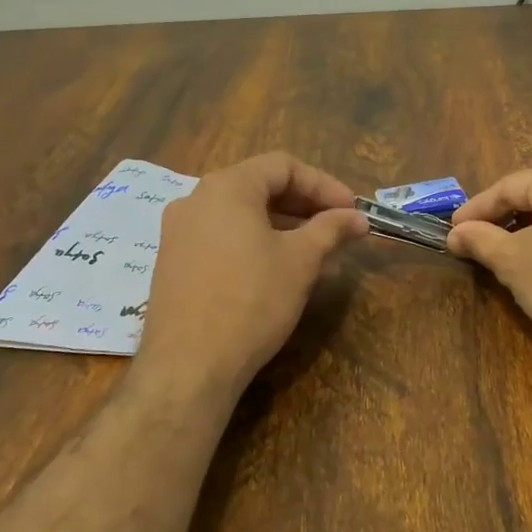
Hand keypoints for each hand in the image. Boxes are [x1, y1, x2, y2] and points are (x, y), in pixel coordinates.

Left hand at [135, 153, 367, 399]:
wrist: (189, 366)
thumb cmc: (251, 300)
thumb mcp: (301, 260)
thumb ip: (331, 229)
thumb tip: (357, 217)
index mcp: (226, 187)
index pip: (283, 166)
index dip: (324, 185)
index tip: (351, 211)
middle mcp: (196, 200)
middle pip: (260, 187)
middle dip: (305, 207)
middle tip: (339, 230)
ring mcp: (178, 233)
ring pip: (242, 216)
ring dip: (284, 228)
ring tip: (318, 256)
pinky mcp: (173, 264)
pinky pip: (222, 239)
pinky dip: (256, 245)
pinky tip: (280, 273)